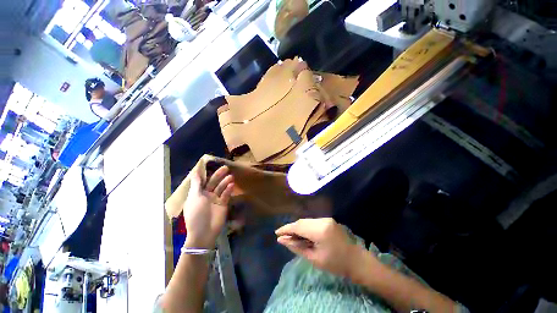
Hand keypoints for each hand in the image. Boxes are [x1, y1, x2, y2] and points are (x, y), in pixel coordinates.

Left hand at [183, 166, 233, 248]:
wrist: (204, 232)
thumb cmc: (196, 213)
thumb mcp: (194, 197)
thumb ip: (196, 184)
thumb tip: (194, 172)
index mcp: (197, 193)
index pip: (203, 181)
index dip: (208, 173)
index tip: (213, 165)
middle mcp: (207, 195)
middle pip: (213, 182)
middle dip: (219, 175)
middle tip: (226, 168)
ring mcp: (215, 199)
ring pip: (221, 187)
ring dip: (225, 182)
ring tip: (231, 177)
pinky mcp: (223, 204)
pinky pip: (226, 195)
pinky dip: (229, 190)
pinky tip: (231, 185)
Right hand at [275, 218, 377, 279]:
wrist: (356, 261)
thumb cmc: (336, 264)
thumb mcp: (314, 258)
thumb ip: (296, 247)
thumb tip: (281, 240)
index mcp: (320, 230)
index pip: (298, 226)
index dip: (286, 229)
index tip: (276, 232)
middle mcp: (322, 220)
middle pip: (302, 222)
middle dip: (292, 228)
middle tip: (283, 237)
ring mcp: (326, 219)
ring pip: (306, 221)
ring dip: (298, 228)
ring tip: (293, 237)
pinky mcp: (328, 220)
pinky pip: (312, 222)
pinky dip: (306, 227)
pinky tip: (304, 235)